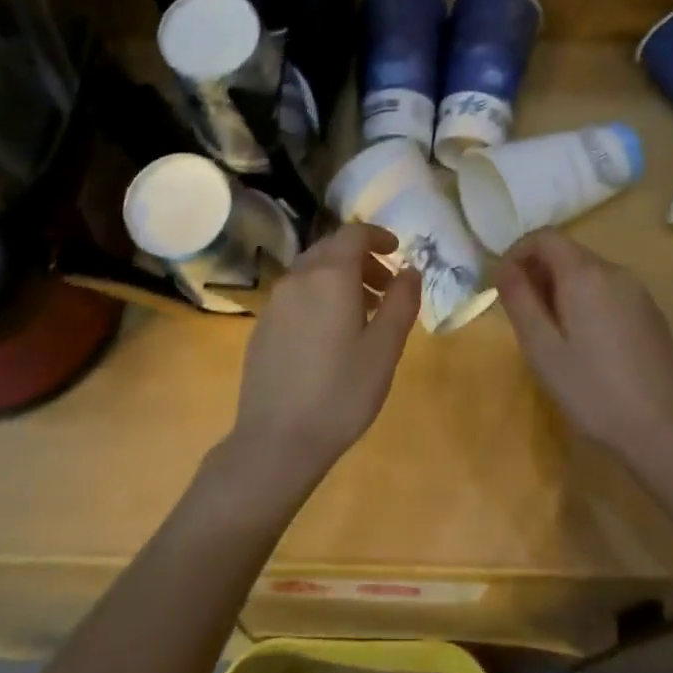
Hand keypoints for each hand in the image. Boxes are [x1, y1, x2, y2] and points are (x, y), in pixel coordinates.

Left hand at [229, 223, 421, 485]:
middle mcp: (298, 278)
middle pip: (331, 249)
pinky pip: (296, 294)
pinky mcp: (263, 326)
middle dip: (361, 258)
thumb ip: (401, 301)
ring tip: (364, 313)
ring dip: (340, 278)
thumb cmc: (341, 392)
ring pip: (312, 271)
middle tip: (386, 287)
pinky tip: (331, 334)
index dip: (378, 236)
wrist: (276, 440)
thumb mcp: (385, 348)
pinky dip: (319, 295)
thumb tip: (410, 270)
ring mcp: (275, 302)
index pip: (353, 233)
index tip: (397, 253)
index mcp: (330, 276)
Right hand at [495, 229, 672, 457]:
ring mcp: (638, 292)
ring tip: (553, 332)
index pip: (544, 237)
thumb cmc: (590, 388)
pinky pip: (610, 291)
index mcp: (585, 274)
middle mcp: (615, 272)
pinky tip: (587, 343)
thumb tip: (503, 266)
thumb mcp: (541, 347)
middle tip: (524, 315)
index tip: (503, 284)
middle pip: (568, 253)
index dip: (518, 252)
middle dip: (539, 273)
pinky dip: (588, 301)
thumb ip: (518, 299)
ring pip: (590, 273)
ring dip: (563, 288)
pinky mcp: (651, 313)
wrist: (660, 429)